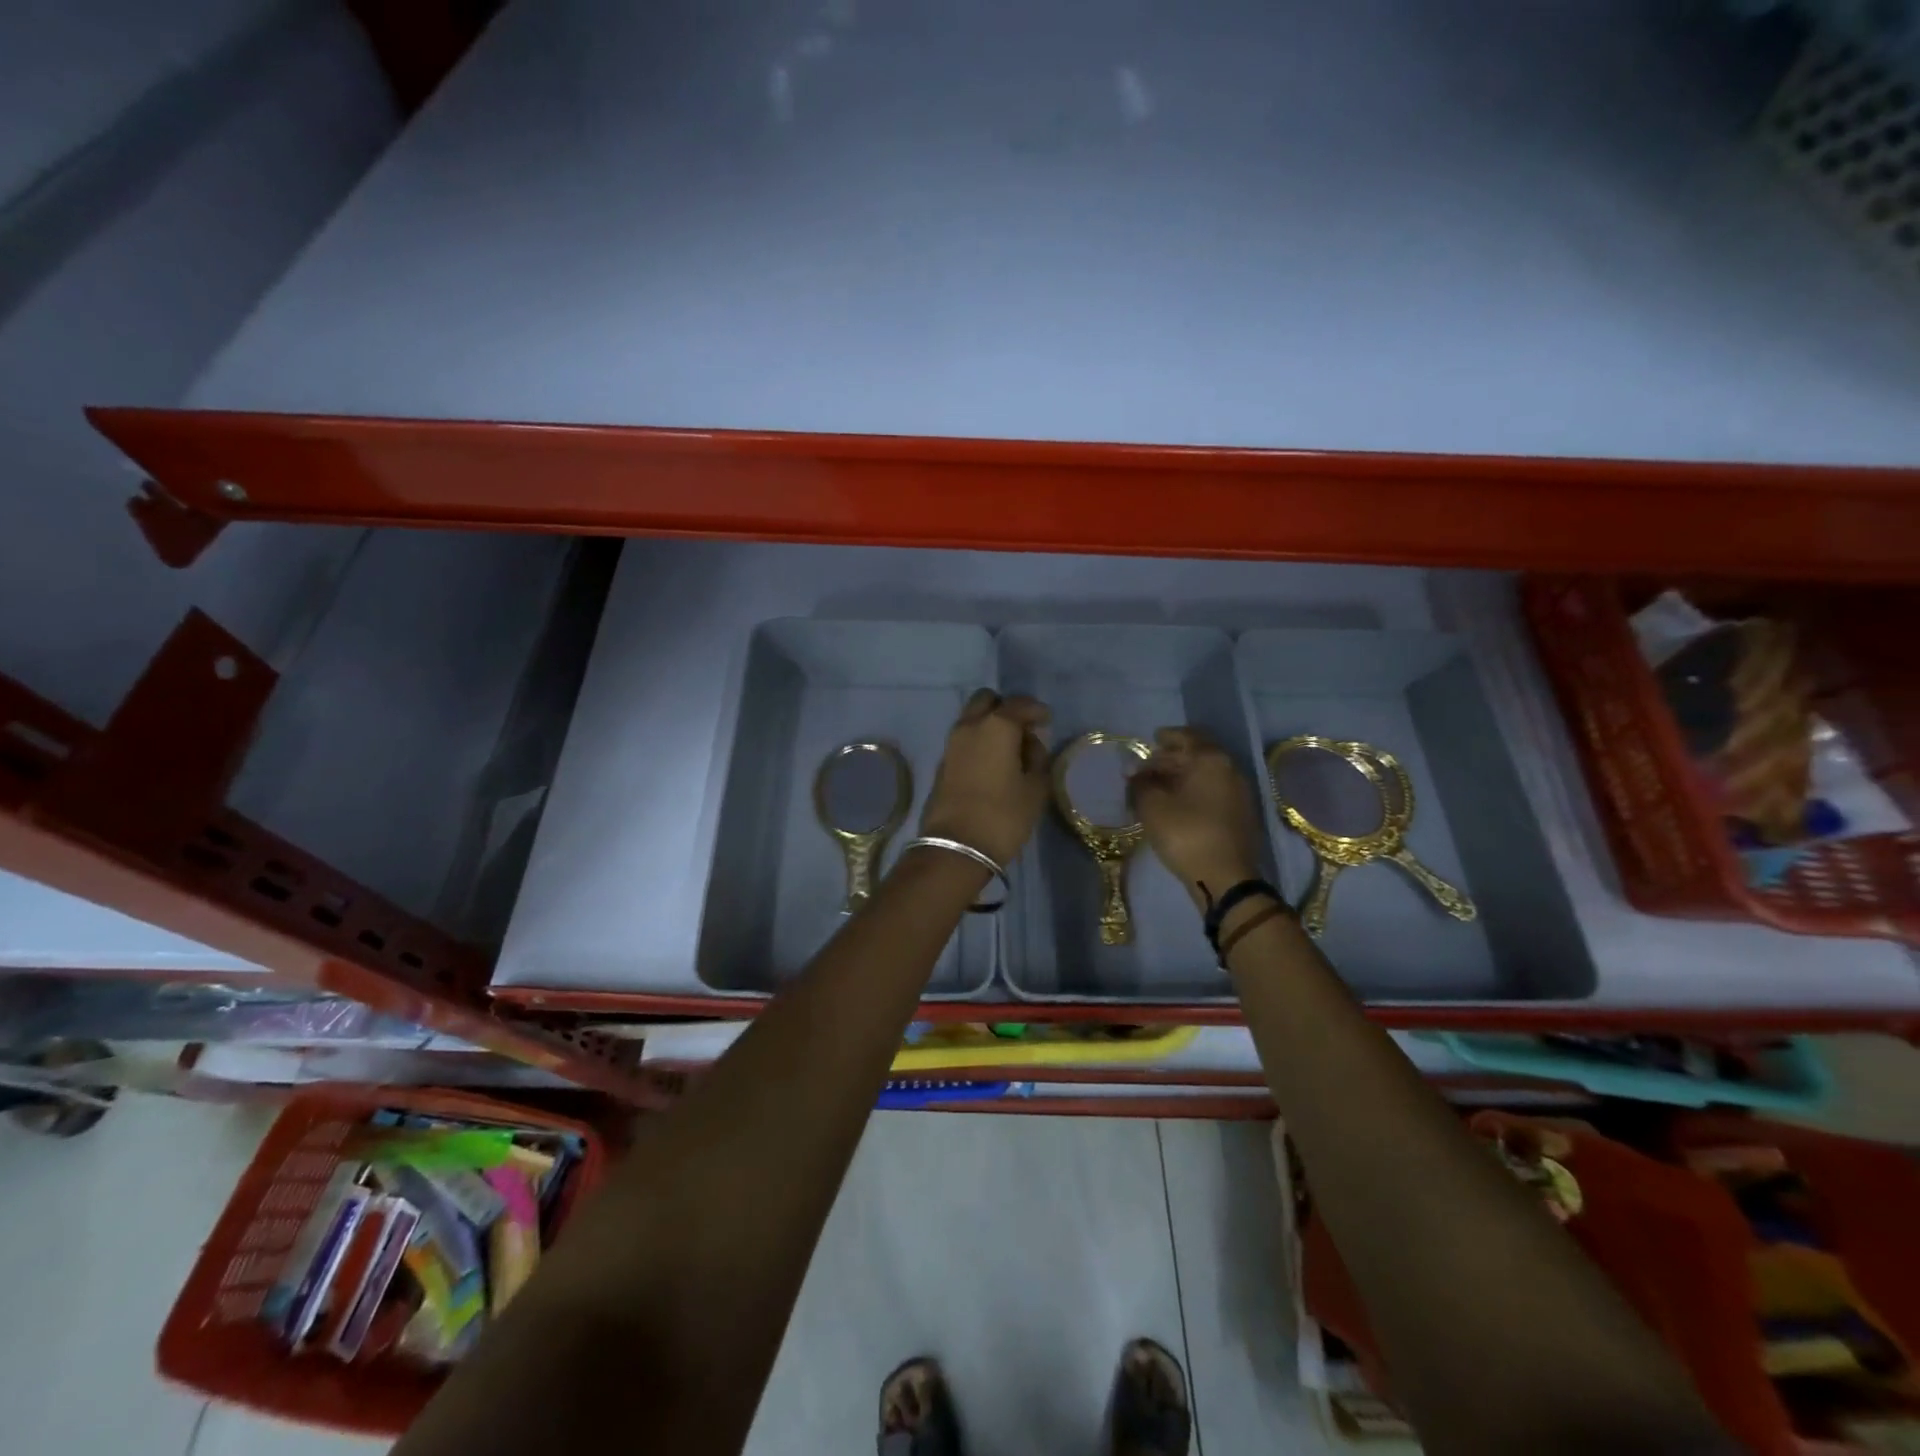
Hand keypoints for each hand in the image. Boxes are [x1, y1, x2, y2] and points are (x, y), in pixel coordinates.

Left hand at [919, 690, 1051, 866]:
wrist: (956, 847)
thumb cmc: (1003, 816)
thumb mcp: (1035, 789)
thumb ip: (1038, 759)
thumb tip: (1030, 746)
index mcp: (996, 726)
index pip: (1018, 704)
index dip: (1036, 710)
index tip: (1047, 721)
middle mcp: (969, 726)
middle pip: (986, 701)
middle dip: (1006, 708)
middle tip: (1023, 730)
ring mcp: (951, 744)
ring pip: (972, 719)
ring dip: (990, 725)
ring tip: (1011, 751)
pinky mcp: (942, 763)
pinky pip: (964, 740)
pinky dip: (979, 742)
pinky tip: (993, 764)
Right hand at [1128, 727, 1262, 905]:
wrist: (1226, 879)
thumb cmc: (1186, 834)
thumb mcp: (1152, 806)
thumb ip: (1140, 783)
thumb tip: (1135, 772)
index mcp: (1211, 760)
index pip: (1187, 736)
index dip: (1166, 737)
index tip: (1152, 739)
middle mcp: (1230, 770)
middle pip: (1198, 755)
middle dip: (1172, 758)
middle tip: (1149, 766)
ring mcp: (1240, 793)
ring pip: (1206, 774)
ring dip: (1183, 776)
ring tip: (1159, 787)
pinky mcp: (1241, 815)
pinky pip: (1213, 791)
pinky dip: (1194, 791)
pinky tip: (1178, 804)